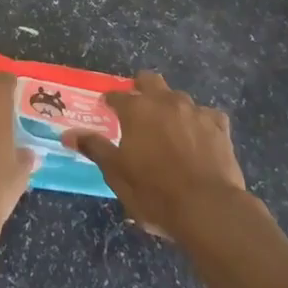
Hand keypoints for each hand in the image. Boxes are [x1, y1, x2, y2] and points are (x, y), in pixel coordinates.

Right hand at [61, 71, 253, 243]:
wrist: (208, 208)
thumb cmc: (154, 192)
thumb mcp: (117, 174)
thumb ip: (95, 148)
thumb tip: (68, 134)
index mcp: (137, 110)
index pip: (117, 95)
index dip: (110, 101)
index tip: (106, 109)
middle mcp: (166, 101)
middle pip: (150, 80)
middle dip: (141, 87)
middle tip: (137, 108)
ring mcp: (195, 111)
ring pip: (179, 97)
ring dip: (170, 106)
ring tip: (168, 128)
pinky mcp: (219, 125)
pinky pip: (206, 115)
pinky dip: (199, 123)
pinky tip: (199, 139)